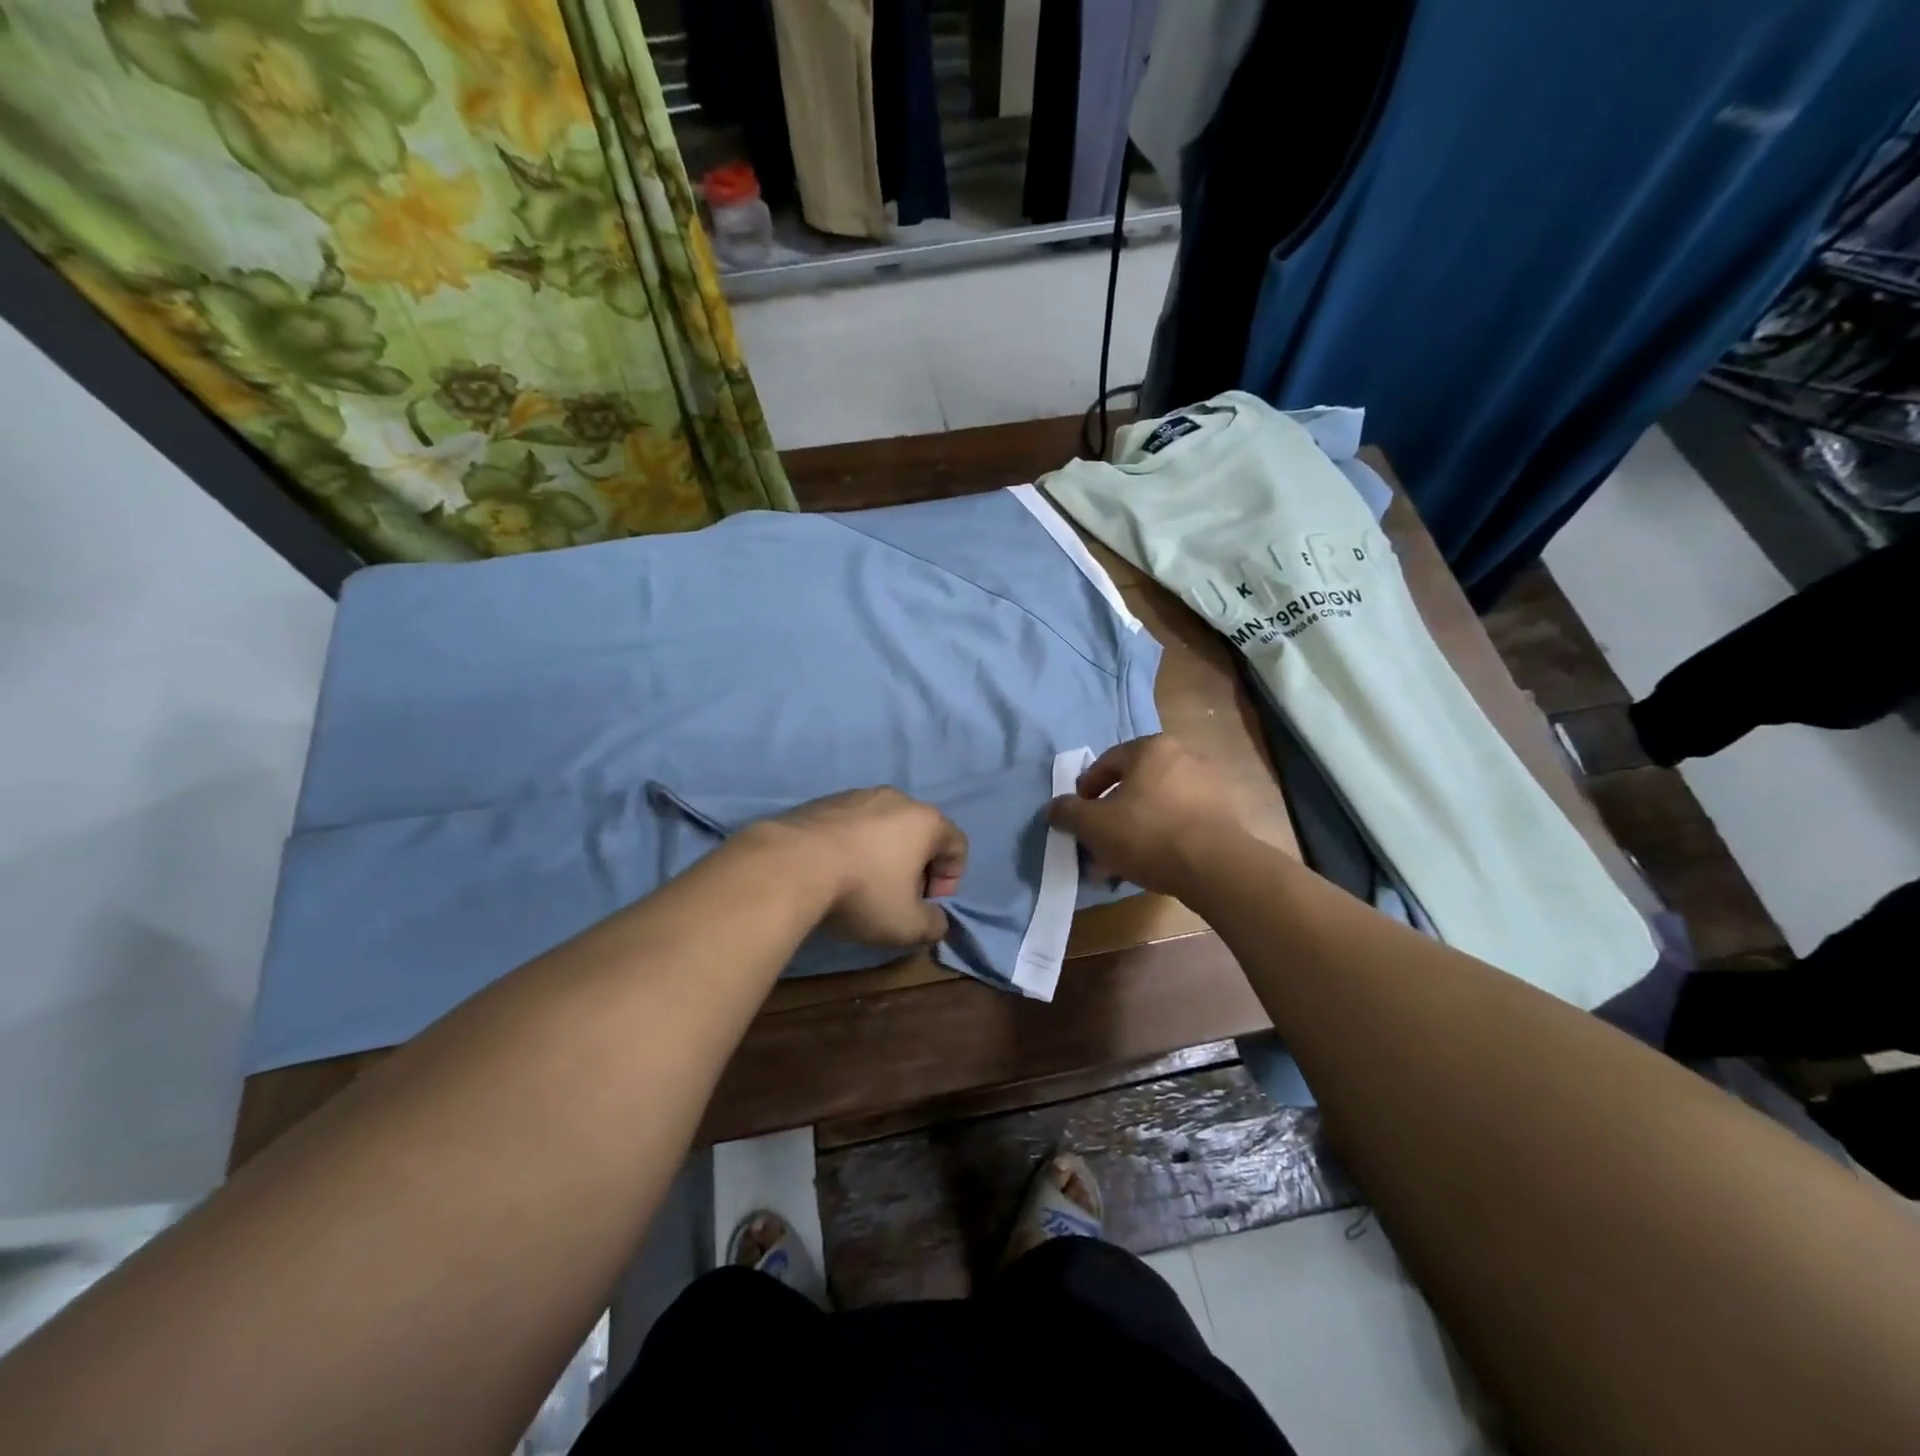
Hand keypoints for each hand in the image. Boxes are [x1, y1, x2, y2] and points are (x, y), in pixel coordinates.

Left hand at [756, 788, 967, 946]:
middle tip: (898, 898)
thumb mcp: (907, 925)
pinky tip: (833, 871)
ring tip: (861, 885)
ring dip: (882, 855)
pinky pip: (850, 825)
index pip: (957, 844)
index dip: (950, 879)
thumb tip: (935, 920)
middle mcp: (896, 798)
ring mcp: (857, 795)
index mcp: (925, 820)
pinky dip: (852, 846)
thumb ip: (933, 925)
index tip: (928, 904)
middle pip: (920, 833)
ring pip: (883, 826)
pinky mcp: (823, 801)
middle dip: (916, 866)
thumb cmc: (862, 892)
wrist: (790, 866)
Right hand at [1047, 736, 1250, 896]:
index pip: (1106, 763)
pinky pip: (1182, 821)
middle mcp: (1184, 756)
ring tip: (1123, 862)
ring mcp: (1209, 784)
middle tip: (1099, 843)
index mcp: (1151, 748)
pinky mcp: (1225, 813)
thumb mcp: (1093, 825)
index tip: (1078, 818)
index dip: (1085, 791)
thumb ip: (1067, 812)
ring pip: (1157, 806)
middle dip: (1112, 816)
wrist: (1216, 868)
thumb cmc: (1147, 834)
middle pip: (1134, 785)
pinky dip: (1163, 837)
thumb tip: (1054, 808)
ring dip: (1135, 829)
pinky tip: (1153, 864)